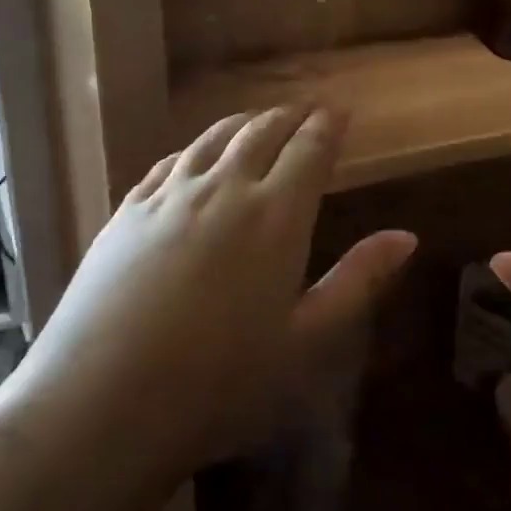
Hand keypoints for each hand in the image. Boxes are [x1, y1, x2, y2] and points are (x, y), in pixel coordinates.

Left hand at [21, 107, 414, 477]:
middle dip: (288, 116)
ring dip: (242, 123)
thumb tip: (406, 236)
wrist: (104, 399)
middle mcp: (223, 189)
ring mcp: (168, 196)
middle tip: (304, 111)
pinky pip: (168, 162)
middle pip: (260, 133)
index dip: (327, 125)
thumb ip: (357, 281)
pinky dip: (194, 149)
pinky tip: (194, 156)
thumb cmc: (221, 382)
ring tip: (256, 121)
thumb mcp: (306, 341)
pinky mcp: (127, 211)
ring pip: (212, 139)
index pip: (309, 150)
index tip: (339, 110)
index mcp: (275, 216)